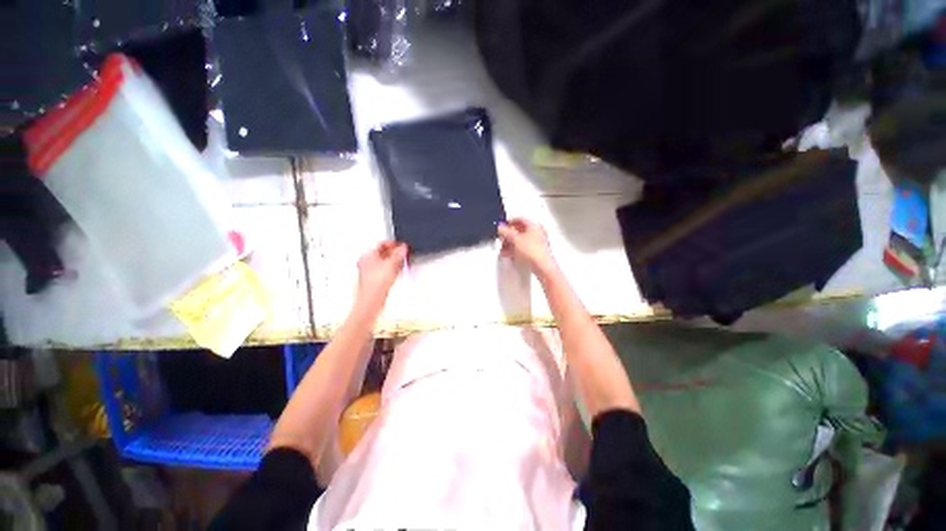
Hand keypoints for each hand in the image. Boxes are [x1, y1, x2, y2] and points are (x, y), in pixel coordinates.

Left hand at [356, 242, 407, 308]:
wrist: (372, 298)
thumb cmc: (375, 283)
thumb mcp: (392, 264)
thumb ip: (399, 254)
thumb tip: (403, 248)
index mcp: (367, 255)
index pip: (381, 244)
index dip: (393, 244)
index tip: (402, 246)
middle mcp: (367, 262)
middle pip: (383, 253)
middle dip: (394, 253)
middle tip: (403, 253)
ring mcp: (370, 271)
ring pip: (385, 262)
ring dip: (394, 261)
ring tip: (403, 261)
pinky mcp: (375, 279)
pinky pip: (385, 270)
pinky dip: (392, 269)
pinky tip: (398, 271)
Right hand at [498, 218, 556, 275]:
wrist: (542, 267)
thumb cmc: (534, 251)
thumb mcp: (515, 239)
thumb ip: (506, 232)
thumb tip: (501, 228)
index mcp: (535, 226)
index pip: (520, 219)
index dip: (510, 222)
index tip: (503, 226)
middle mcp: (538, 233)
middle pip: (520, 231)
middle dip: (509, 235)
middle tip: (502, 238)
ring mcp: (537, 243)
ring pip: (521, 241)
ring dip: (511, 244)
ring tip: (504, 249)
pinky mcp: (536, 253)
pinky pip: (523, 249)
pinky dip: (516, 250)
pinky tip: (510, 255)